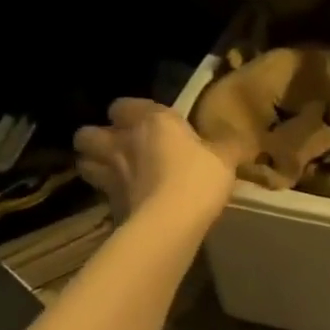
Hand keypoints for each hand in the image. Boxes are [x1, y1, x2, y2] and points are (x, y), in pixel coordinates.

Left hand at [74, 99, 240, 225]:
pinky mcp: (107, 207)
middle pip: (86, 134)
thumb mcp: (225, 157)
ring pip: (84, 163)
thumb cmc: (198, 177)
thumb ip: (229, 145)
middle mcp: (122, 143)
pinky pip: (100, 195)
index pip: (122, 105)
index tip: (146, 121)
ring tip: (113, 172)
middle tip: (117, 146)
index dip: (129, 112)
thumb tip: (245, 140)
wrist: (170, 223)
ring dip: (94, 165)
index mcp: (150, 121)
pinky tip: (126, 201)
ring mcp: (109, 176)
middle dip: (97, 138)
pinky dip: (108, 196)